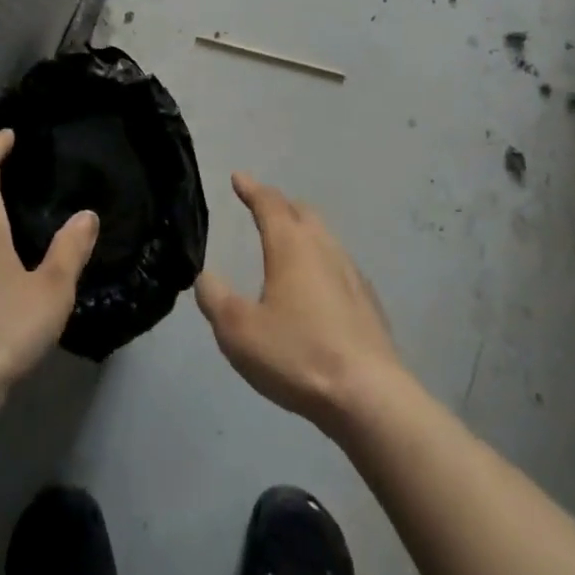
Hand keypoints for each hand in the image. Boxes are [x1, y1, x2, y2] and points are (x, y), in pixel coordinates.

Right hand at [195, 172, 407, 434]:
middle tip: (262, 207)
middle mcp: (323, 248)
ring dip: (303, 231)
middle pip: (301, 213)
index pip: (268, 203)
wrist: (369, 397)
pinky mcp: (368, 303)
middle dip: (280, 205)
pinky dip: (321, 262)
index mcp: (290, 245)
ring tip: (288, 242)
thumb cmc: (298, 355)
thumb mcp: (239, 331)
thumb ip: (215, 298)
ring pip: (324, 237)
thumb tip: (205, 276)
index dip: (251, 188)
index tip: (238, 177)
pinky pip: (340, 266)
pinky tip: (319, 285)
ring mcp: (351, 274)